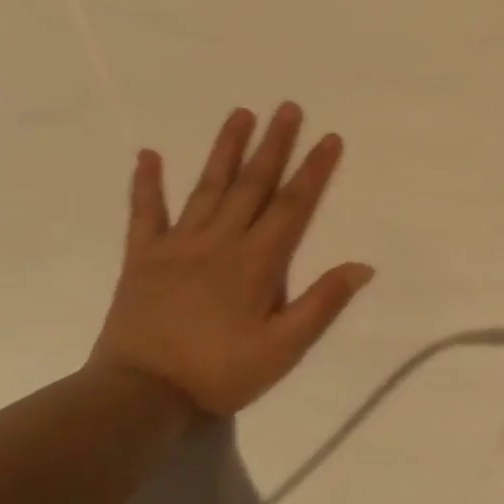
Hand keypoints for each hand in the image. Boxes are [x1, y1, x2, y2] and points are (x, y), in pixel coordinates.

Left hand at [89, 103, 373, 416]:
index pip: (293, 205)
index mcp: (257, 261)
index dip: (314, 170)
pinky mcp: (143, 257)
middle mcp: (220, 241)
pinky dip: (146, 183)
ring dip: (226, 149)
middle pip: (253, 184)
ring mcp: (178, 245)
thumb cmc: (219, 372)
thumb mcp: (284, 348)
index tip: (330, 138)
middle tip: (288, 107)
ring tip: (240, 113)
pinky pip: (144, 213)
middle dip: (274, 144)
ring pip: (207, 187)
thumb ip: (322, 303)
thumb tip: (363, 266)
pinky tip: (148, 154)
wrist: (140, 396)